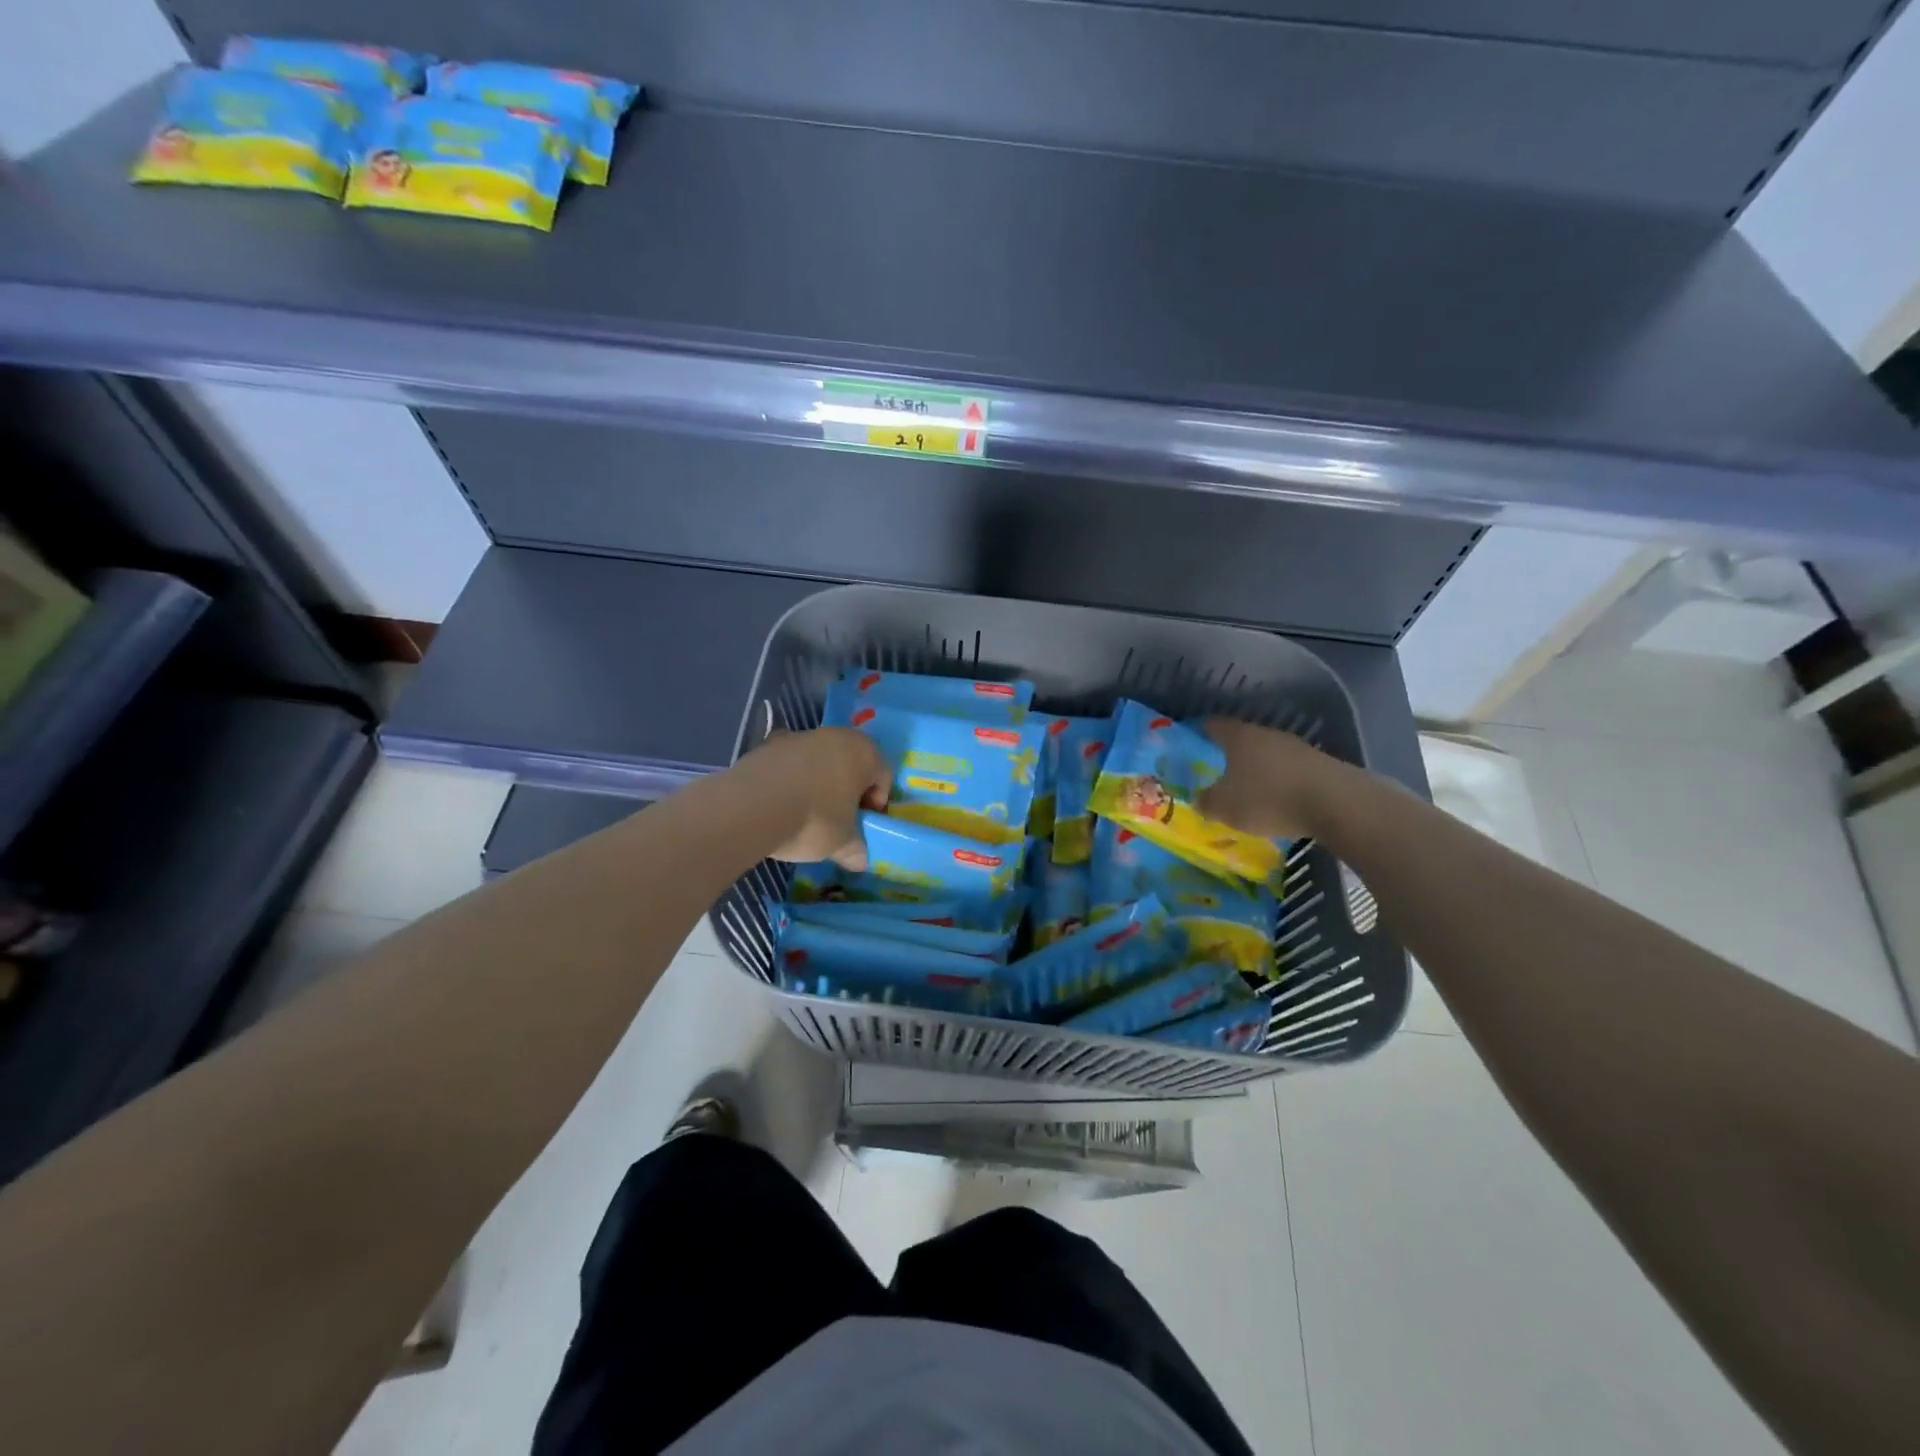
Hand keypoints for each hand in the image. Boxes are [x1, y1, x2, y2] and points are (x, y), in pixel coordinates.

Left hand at [726, 727, 891, 869]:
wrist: (751, 808)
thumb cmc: (814, 819)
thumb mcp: (842, 842)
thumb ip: (856, 849)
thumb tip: (860, 861)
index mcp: (863, 752)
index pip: (883, 775)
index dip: (877, 802)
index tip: (864, 824)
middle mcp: (835, 735)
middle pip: (850, 762)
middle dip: (847, 789)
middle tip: (840, 818)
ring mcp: (798, 736)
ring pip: (819, 760)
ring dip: (818, 782)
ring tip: (806, 813)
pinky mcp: (767, 745)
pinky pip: (789, 764)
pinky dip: (790, 780)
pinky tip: (780, 805)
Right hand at [1197, 719, 1356, 841]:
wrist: (1336, 804)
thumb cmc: (1269, 799)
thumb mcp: (1225, 807)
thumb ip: (1207, 802)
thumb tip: (1200, 799)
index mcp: (1239, 737)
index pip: (1213, 725)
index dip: (1200, 731)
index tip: (1191, 741)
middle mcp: (1267, 734)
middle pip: (1242, 739)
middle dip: (1229, 754)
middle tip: (1217, 771)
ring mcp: (1296, 747)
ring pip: (1268, 754)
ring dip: (1258, 769)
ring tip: (1248, 790)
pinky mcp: (1319, 764)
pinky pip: (1289, 770)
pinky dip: (1280, 782)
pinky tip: (1279, 801)